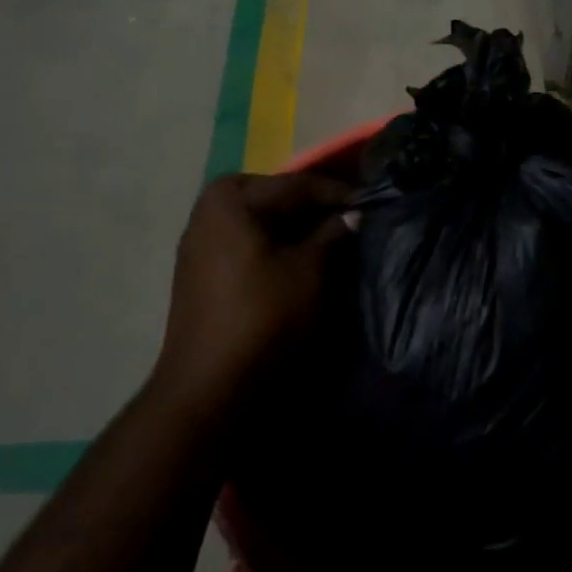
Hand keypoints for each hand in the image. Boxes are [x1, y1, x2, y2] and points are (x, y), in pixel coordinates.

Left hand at [153, 172, 353, 409]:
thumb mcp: (307, 271)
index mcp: (231, 199)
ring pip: (259, 221)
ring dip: (294, 227)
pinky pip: (246, 243)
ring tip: (331, 238)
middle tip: (351, 217)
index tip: (372, 200)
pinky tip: (299, 259)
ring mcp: (199, 242)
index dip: (337, 193)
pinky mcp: (200, 271)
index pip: (295, 185)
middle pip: (273, 198)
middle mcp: (208, 210)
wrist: (208, 386)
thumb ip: (332, 233)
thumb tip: (354, 213)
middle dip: (312, 207)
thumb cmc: (262, 316)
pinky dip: (274, 244)